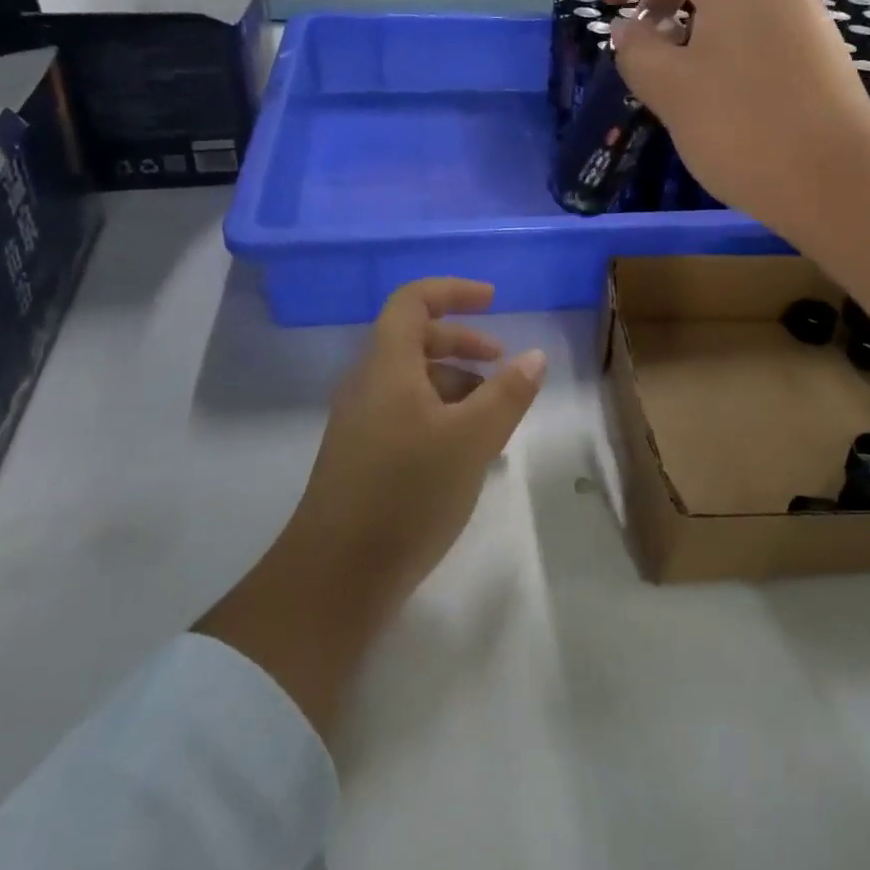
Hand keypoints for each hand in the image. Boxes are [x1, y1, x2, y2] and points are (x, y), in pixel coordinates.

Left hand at [197, 279, 544, 736]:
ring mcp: (362, 422)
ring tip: (495, 414)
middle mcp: (369, 385)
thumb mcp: (471, 440)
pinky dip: (442, 414)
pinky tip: (468, 450)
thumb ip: (507, 393)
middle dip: (463, 341)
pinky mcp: (364, 456)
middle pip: (415, 338)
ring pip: (413, 380)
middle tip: (503, 362)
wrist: (335, 578)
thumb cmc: (406, 494)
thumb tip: (534, 356)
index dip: (453, 291)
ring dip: (457, 382)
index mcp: (387, 367)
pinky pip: (407, 412)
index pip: (412, 301)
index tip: (493, 300)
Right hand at [602, 0, 869, 226]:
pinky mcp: (818, 42)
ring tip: (677, 49)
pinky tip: (718, 72)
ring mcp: (804, 9)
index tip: (609, 5)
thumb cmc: (743, 130)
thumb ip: (638, 51)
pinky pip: (765, 8)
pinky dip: (730, 19)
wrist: (836, 180)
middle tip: (647, 19)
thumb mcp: (671, 92)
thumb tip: (628, 30)